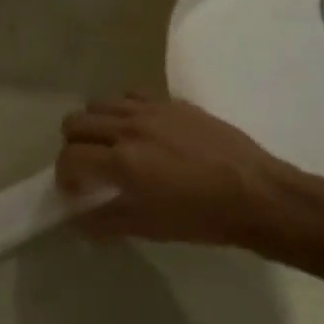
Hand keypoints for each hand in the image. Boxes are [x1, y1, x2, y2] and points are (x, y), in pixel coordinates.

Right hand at [56, 93, 298, 246]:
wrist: (259, 195)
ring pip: (99, 104)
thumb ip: (106, 222)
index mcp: (122, 162)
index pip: (69, 159)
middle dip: (73, 147)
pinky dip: (123, 110)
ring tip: (110, 145)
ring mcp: (151, 110)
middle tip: (89, 167)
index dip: (64, 177)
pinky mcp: (173, 102)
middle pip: (75, 123)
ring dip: (94, 125)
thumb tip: (77, 222)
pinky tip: (139, 130)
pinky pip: (131, 95)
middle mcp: (129, 129)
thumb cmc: (203, 218)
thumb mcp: (150, 228)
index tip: (75, 192)